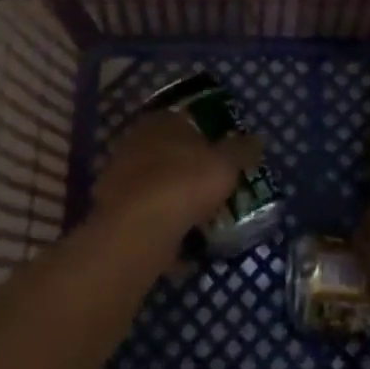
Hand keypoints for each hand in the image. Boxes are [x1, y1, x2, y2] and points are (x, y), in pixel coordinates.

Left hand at [94, 110, 260, 262]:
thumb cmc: (185, 182)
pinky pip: (145, 217)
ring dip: (174, 201)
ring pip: (155, 186)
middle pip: (169, 154)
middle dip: (188, 171)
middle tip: (213, 191)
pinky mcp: (112, 211)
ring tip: (199, 221)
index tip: (223, 160)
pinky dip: (161, 228)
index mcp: (162, 121)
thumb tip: (257, 139)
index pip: (187, 122)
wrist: (138, 227)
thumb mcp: (226, 164)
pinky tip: (180, 247)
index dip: (207, 139)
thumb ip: (241, 151)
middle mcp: (135, 142)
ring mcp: (120, 177)